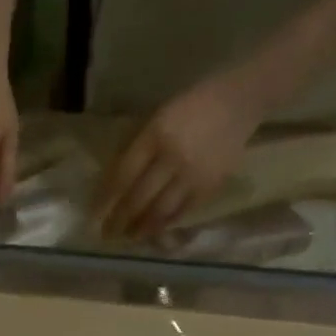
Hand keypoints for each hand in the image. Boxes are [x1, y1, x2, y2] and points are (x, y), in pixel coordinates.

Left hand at [92, 74, 262, 238]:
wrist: (241, 99)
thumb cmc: (193, 104)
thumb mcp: (158, 116)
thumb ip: (137, 147)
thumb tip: (114, 182)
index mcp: (156, 135)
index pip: (123, 175)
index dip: (106, 199)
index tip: (94, 215)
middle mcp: (173, 157)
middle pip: (139, 198)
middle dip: (120, 220)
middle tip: (107, 234)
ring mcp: (194, 174)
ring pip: (160, 211)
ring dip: (141, 228)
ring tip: (129, 236)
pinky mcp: (211, 185)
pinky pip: (183, 211)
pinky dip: (166, 223)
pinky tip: (155, 229)